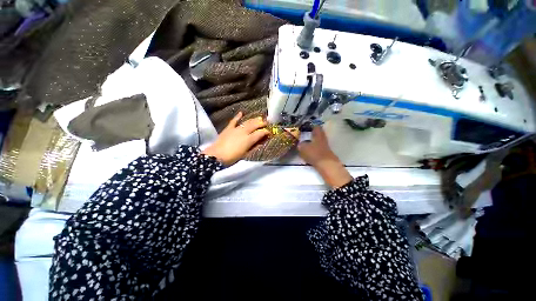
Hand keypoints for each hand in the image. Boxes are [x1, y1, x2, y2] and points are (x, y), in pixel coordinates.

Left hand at [202, 112, 268, 165]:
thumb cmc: (232, 157)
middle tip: (267, 123)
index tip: (269, 132)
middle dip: (262, 123)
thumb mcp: (245, 154)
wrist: (216, 156)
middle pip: (255, 125)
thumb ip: (254, 147)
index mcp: (249, 139)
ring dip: (254, 120)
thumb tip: (261, 142)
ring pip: (247, 122)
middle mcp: (244, 132)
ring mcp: (236, 129)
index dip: (266, 132)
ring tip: (259, 118)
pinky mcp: (229, 128)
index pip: (260, 133)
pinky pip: (234, 121)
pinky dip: (238, 116)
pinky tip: (241, 113)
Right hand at [298, 126, 352, 187]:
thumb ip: (301, 145)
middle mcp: (323, 139)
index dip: (311, 126)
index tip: (305, 127)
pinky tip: (308, 153)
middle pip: (317, 134)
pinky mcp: (325, 154)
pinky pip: (317, 149)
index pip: (316, 127)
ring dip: (311, 143)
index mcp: (318, 135)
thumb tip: (300, 144)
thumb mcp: (303, 148)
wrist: (327, 166)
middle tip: (303, 135)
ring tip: (304, 144)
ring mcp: (325, 147)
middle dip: (311, 135)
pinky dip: (313, 150)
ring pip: (317, 142)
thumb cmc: (315, 154)